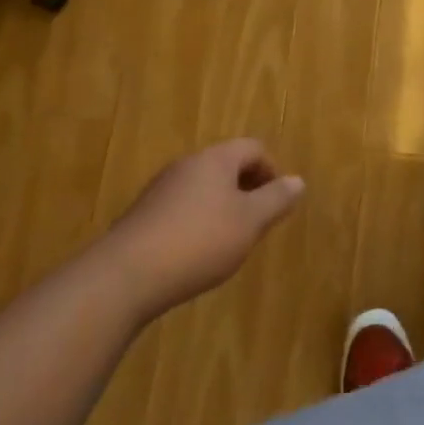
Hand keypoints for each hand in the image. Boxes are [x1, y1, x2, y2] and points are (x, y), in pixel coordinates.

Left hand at [102, 139, 304, 321]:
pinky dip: (196, 222)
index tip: (277, 203)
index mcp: (216, 158)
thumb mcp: (249, 223)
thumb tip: (298, 181)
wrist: (125, 275)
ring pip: (203, 187)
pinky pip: (181, 207)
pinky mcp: (143, 214)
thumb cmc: (198, 242)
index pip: (253, 148)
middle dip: (246, 189)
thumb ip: (276, 200)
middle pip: (226, 165)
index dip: (272, 170)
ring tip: (228, 241)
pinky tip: (195, 253)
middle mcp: (187, 164)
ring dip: (221, 206)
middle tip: (256, 223)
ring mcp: (161, 188)